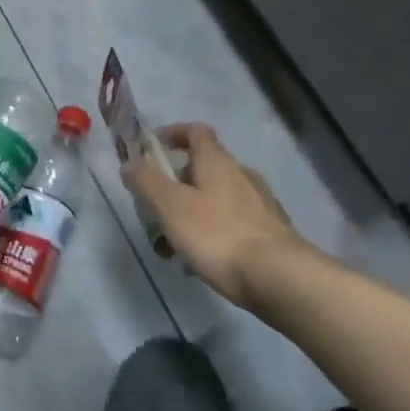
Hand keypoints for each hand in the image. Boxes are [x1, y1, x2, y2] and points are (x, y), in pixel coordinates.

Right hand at [122, 123, 306, 305]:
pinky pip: (230, 225)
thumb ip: (147, 181)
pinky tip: (199, 263)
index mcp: (217, 163)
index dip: (172, 133)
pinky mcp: (270, 234)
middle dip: (175, 185)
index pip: (196, 132)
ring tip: (171, 245)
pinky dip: (210, 235)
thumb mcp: (171, 206)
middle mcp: (242, 176)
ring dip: (190, 214)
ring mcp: (260, 205)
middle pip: (203, 169)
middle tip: (154, 207)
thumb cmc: (218, 234)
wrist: (280, 279)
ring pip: (215, 200)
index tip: (151, 147)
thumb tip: (130, 162)